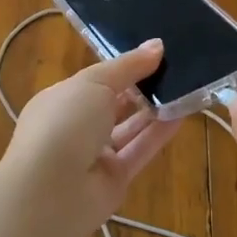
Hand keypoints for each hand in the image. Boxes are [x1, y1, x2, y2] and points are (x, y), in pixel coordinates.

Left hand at [1, 40, 184, 231]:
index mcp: (60, 100)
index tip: (155, 53)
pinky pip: (140, 151)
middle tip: (175, 68)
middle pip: (113, 104)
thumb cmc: (65, 123)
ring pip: (129, 128)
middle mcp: (75, 127)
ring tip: (185, 87)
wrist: (51, 192)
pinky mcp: (114, 179)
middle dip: (141, 88)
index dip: (123, 67)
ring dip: (154, 110)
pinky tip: (183, 114)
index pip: (95, 80)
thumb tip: (157, 45)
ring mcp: (93, 155)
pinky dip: (159, 134)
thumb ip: (128, 65)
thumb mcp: (95, 82)